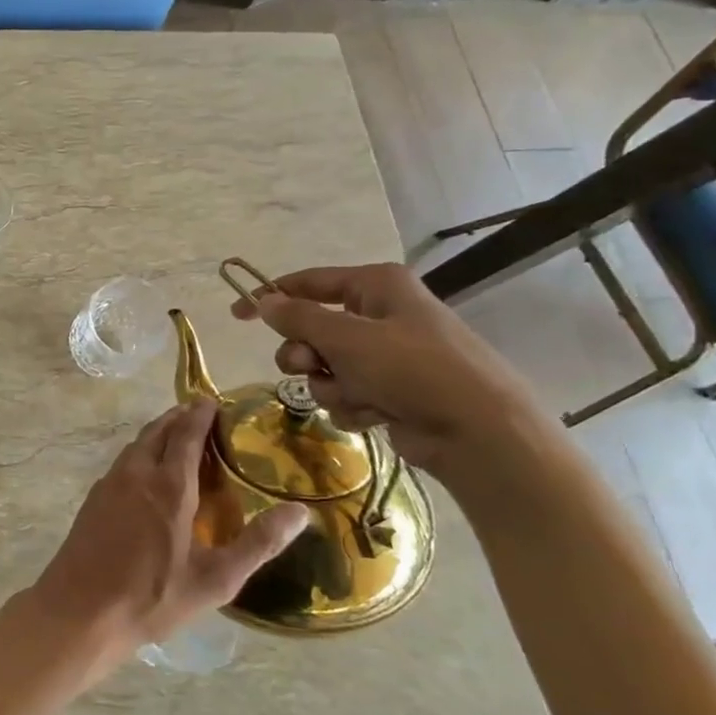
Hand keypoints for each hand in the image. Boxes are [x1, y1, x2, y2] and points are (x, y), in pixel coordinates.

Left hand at [28, 399, 306, 670]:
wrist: (80, 610)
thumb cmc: (153, 596)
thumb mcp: (216, 579)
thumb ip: (259, 543)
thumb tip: (301, 513)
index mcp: (169, 485)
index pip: (186, 434)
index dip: (200, 415)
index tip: (213, 401)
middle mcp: (137, 473)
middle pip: (158, 431)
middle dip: (179, 418)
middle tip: (199, 414)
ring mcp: (110, 483)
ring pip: (137, 444)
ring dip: (158, 433)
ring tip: (177, 437)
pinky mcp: (94, 499)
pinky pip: (123, 462)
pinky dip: (141, 453)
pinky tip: (147, 473)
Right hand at [229, 262, 546, 472]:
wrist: (478, 432)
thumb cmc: (413, 369)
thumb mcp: (347, 337)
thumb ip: (299, 318)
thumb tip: (265, 302)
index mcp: (376, 286)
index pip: (308, 283)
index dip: (270, 297)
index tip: (237, 314)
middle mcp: (380, 314)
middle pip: (312, 329)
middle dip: (306, 354)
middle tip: (311, 366)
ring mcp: (387, 355)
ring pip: (325, 367)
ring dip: (331, 385)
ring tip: (358, 396)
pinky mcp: (391, 390)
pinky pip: (346, 392)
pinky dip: (352, 405)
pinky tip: (375, 414)